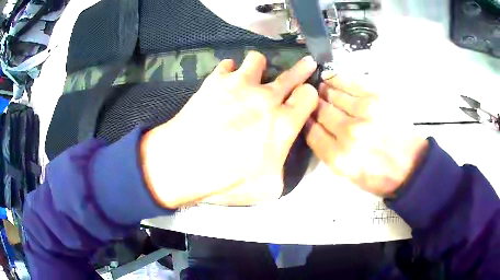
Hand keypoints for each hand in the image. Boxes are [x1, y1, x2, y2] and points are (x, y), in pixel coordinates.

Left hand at [140, 52, 317, 207]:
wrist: (186, 163)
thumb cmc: (229, 180)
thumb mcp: (269, 188)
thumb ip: (281, 169)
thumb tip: (279, 159)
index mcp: (284, 122)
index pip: (308, 97)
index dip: (309, 96)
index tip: (306, 98)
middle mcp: (266, 97)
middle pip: (292, 74)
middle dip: (303, 68)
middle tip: (307, 62)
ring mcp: (239, 84)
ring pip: (257, 60)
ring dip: (259, 67)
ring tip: (253, 75)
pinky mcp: (214, 81)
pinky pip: (226, 65)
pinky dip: (228, 71)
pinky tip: (224, 81)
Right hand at [305, 73, 428, 196]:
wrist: (411, 166)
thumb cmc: (380, 176)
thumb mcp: (349, 176)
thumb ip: (329, 152)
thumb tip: (316, 127)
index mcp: (339, 158)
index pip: (311, 131)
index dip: (306, 120)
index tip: (305, 115)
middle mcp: (349, 133)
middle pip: (320, 110)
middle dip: (313, 104)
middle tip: (311, 99)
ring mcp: (364, 113)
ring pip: (332, 94)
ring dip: (323, 90)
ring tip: (320, 87)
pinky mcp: (377, 98)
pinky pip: (349, 83)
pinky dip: (337, 79)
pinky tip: (330, 77)